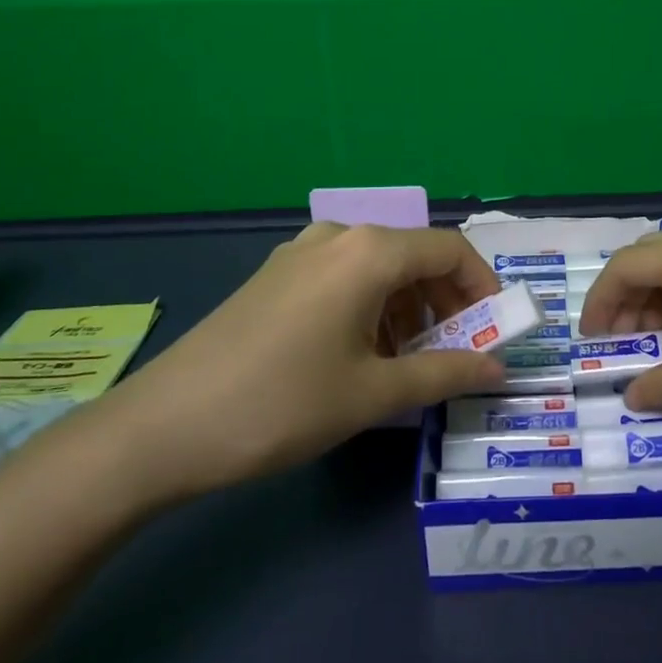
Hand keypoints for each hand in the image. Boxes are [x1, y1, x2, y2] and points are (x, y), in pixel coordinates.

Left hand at [94, 224, 505, 505]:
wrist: (162, 427)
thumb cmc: (282, 404)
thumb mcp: (372, 394)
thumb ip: (444, 372)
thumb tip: (499, 367)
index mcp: (368, 251)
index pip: (449, 250)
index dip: (482, 287)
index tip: (495, 331)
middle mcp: (338, 235)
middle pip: (413, 256)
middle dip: (445, 302)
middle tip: (455, 353)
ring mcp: (301, 252)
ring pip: (378, 267)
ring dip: (407, 307)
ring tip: (407, 362)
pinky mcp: (275, 275)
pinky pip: (343, 277)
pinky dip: (370, 306)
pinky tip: (359, 354)